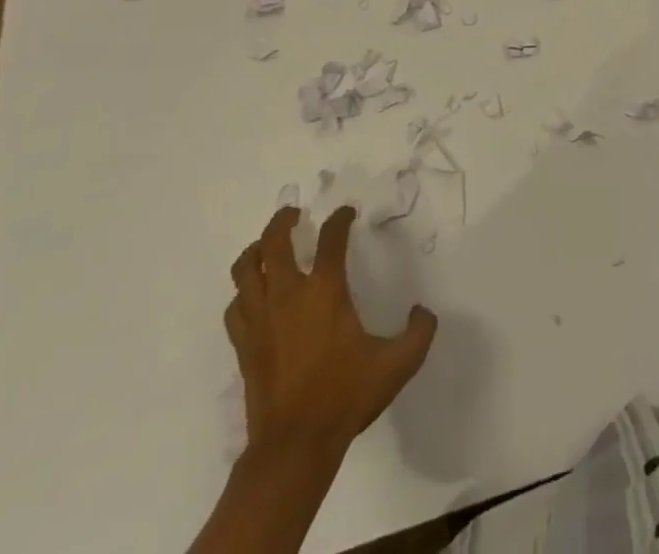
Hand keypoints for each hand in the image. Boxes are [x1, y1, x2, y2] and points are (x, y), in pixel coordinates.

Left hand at [225, 205, 437, 459]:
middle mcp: (288, 295)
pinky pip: (235, 307)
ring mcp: (261, 320)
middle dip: (283, 220)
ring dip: (256, 250)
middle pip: (274, 242)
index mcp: (325, 291)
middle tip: (294, 213)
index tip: (347, 213)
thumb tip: (424, 311)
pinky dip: (243, 293)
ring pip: (245, 269)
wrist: (295, 446)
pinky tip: (253, 295)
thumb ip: (419, 332)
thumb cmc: (346, 396)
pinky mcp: (244, 345)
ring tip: (267, 245)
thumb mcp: (397, 364)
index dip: (340, 219)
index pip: (331, 238)